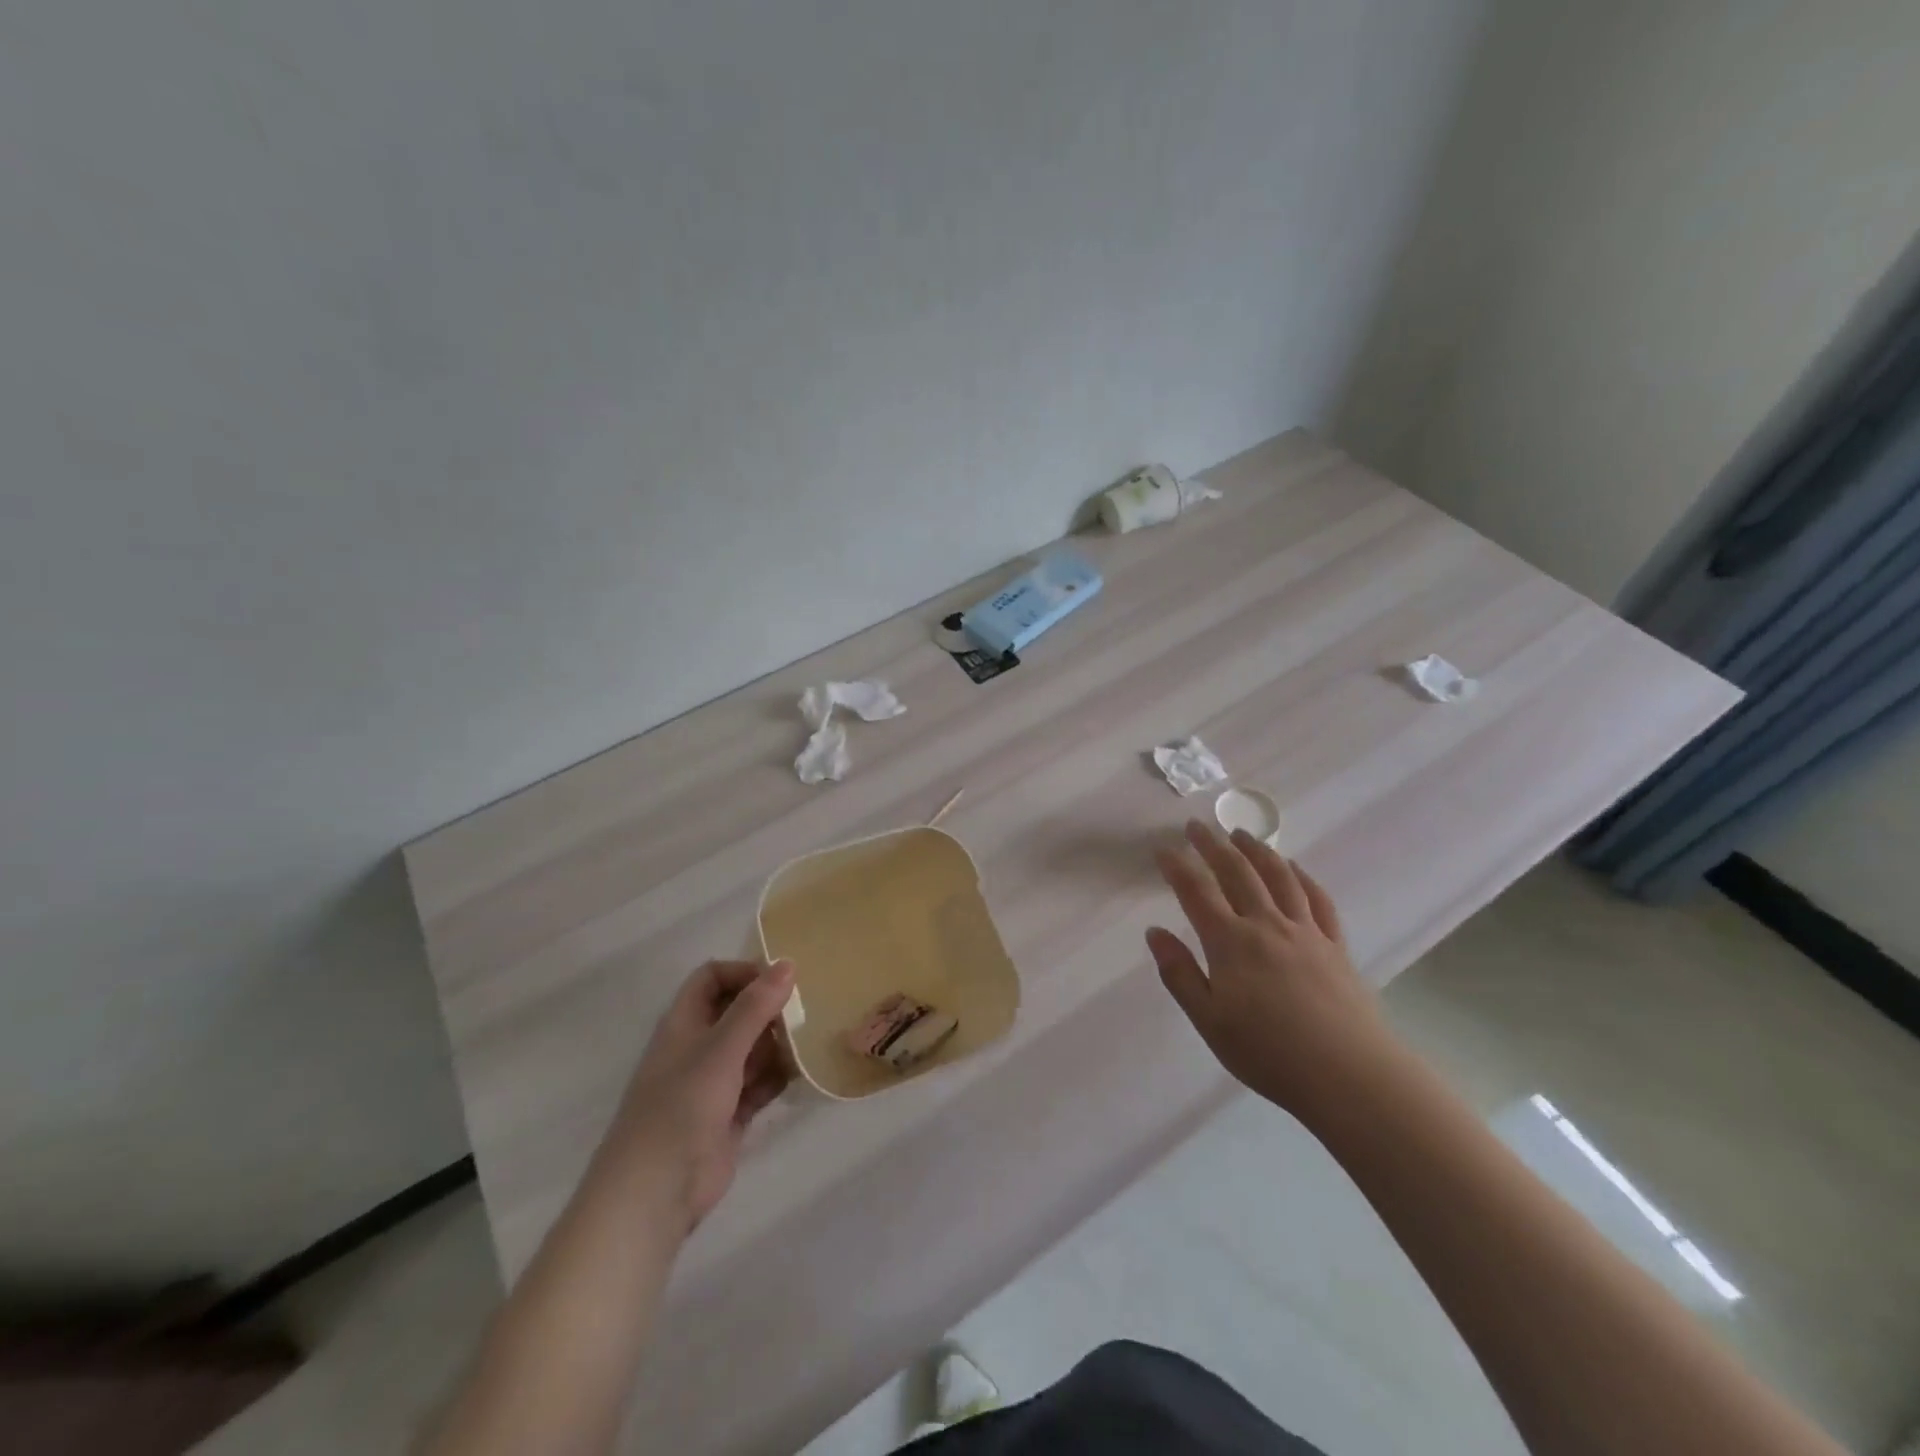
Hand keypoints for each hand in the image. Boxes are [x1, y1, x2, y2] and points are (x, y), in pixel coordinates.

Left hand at [612, 958, 795, 1235]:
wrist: (655, 1191)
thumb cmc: (682, 1106)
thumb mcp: (721, 1049)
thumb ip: (754, 1007)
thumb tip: (787, 963)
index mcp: (684, 1023)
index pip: (712, 978)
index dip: (743, 972)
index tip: (780, 981)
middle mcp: (698, 1047)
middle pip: (737, 1012)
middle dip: (769, 1009)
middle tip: (805, 1011)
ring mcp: (714, 1082)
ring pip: (752, 1048)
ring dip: (778, 1044)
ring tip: (809, 1042)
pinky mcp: (730, 1113)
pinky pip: (760, 1083)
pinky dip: (778, 1077)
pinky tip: (803, 1074)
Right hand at [1148, 821, 1396, 1122]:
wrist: (1350, 1076)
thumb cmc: (1269, 1053)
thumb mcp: (1209, 1021)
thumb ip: (1179, 973)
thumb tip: (1155, 932)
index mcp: (1230, 942)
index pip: (1196, 891)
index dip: (1177, 866)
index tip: (1162, 847)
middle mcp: (1266, 924)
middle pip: (1237, 872)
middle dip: (1214, 845)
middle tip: (1198, 826)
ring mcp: (1306, 931)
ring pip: (1278, 877)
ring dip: (1257, 850)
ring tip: (1241, 834)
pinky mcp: (1335, 945)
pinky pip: (1317, 899)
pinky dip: (1302, 876)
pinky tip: (1294, 868)